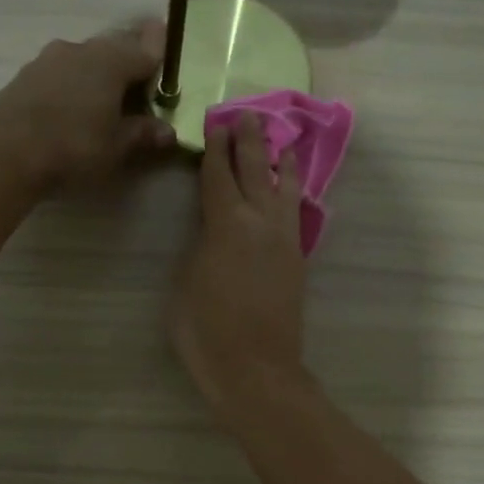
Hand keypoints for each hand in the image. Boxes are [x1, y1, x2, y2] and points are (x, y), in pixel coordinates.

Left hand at [0, 23, 175, 188]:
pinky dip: (74, 83)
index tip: (165, 40)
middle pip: (114, 49)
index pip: (145, 50)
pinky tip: (74, 104)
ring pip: (85, 59)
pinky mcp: (26, 75)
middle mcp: (82, 50)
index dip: (158, 49)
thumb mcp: (116, 146)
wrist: (5, 150)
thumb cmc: (74, 146)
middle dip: (129, 59)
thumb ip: (142, 134)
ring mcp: (49, 59)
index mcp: (112, 62)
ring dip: (98, 72)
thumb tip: (167, 131)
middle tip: (140, 76)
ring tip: (107, 95)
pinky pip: (62, 73)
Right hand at [169, 113, 309, 416]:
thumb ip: (199, 247)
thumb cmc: (207, 331)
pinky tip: (291, 190)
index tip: (215, 122)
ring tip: (282, 141)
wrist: (256, 369)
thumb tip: (210, 230)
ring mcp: (284, 240)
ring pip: (285, 189)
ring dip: (280, 162)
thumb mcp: (186, 283)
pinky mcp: (297, 260)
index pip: (217, 175)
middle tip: (247, 115)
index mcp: (225, 224)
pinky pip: (295, 213)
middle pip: (255, 171)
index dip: (214, 148)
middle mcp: (260, 222)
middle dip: (249, 141)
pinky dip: (292, 193)